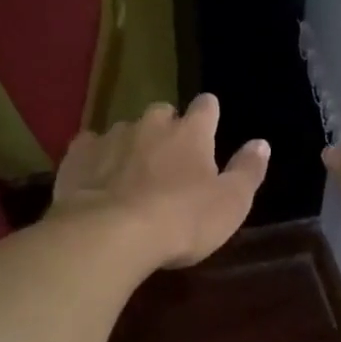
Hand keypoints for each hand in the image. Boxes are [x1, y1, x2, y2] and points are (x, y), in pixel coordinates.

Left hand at [51, 94, 269, 268]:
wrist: (110, 234)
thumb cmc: (182, 220)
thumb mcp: (231, 203)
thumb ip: (248, 171)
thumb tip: (261, 143)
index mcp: (192, 132)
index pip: (206, 107)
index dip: (209, 114)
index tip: (209, 125)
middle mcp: (152, 124)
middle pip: (163, 113)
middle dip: (167, 129)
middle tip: (169, 159)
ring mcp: (111, 136)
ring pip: (126, 130)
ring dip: (132, 145)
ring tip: (131, 175)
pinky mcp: (78, 155)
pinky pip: (90, 146)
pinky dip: (96, 157)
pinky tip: (96, 178)